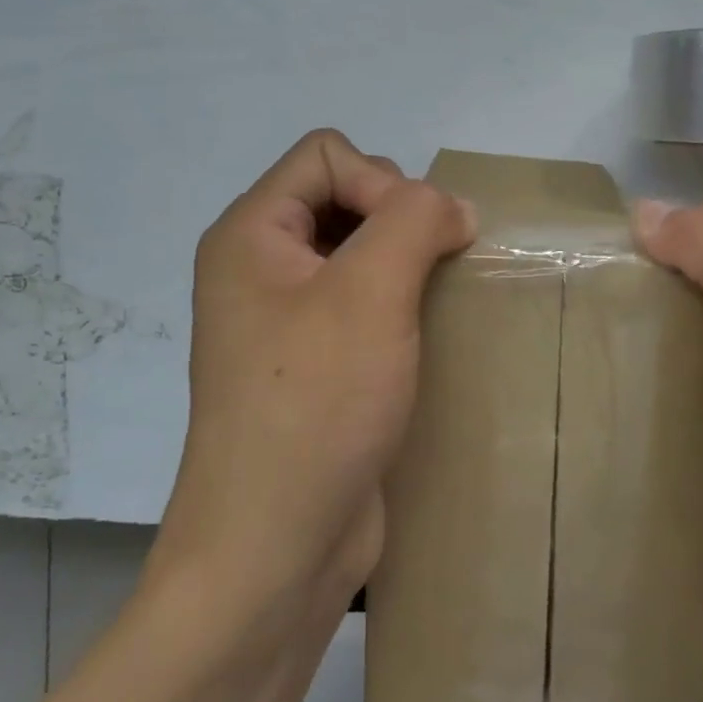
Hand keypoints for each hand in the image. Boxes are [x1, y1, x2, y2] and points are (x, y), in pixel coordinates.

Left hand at [154, 130, 474, 616]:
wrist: (276, 547)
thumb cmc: (314, 406)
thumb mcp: (368, 293)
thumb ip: (414, 220)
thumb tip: (452, 208)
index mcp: (251, 235)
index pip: (326, 154)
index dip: (382, 180)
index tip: (416, 242)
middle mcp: (260, 269)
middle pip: (343, 196)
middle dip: (400, 220)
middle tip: (430, 273)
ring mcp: (286, 321)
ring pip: (360, 253)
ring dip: (409, 265)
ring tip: (440, 300)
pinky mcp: (316, 366)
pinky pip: (364, 305)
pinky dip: (403, 306)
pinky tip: (430, 336)